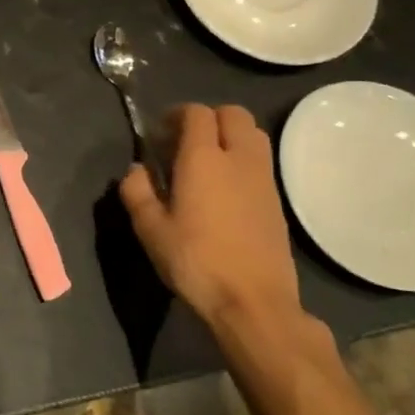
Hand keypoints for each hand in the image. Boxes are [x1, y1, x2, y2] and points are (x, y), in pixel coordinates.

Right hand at [120, 104, 318, 354]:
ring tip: (206, 163)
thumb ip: (137, 191)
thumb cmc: (195, 261)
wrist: (253, 301)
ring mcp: (264, 179)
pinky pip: (260, 162)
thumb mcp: (150, 229)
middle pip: (233, 114)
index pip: (197, 113)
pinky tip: (223, 191)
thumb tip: (136, 169)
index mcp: (203, 158)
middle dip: (208, 118)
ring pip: (253, 135)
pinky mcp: (277, 201)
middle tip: (184, 142)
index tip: (159, 134)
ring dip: (229, 136)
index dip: (176, 115)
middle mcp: (239, 159)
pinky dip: (242, 161)